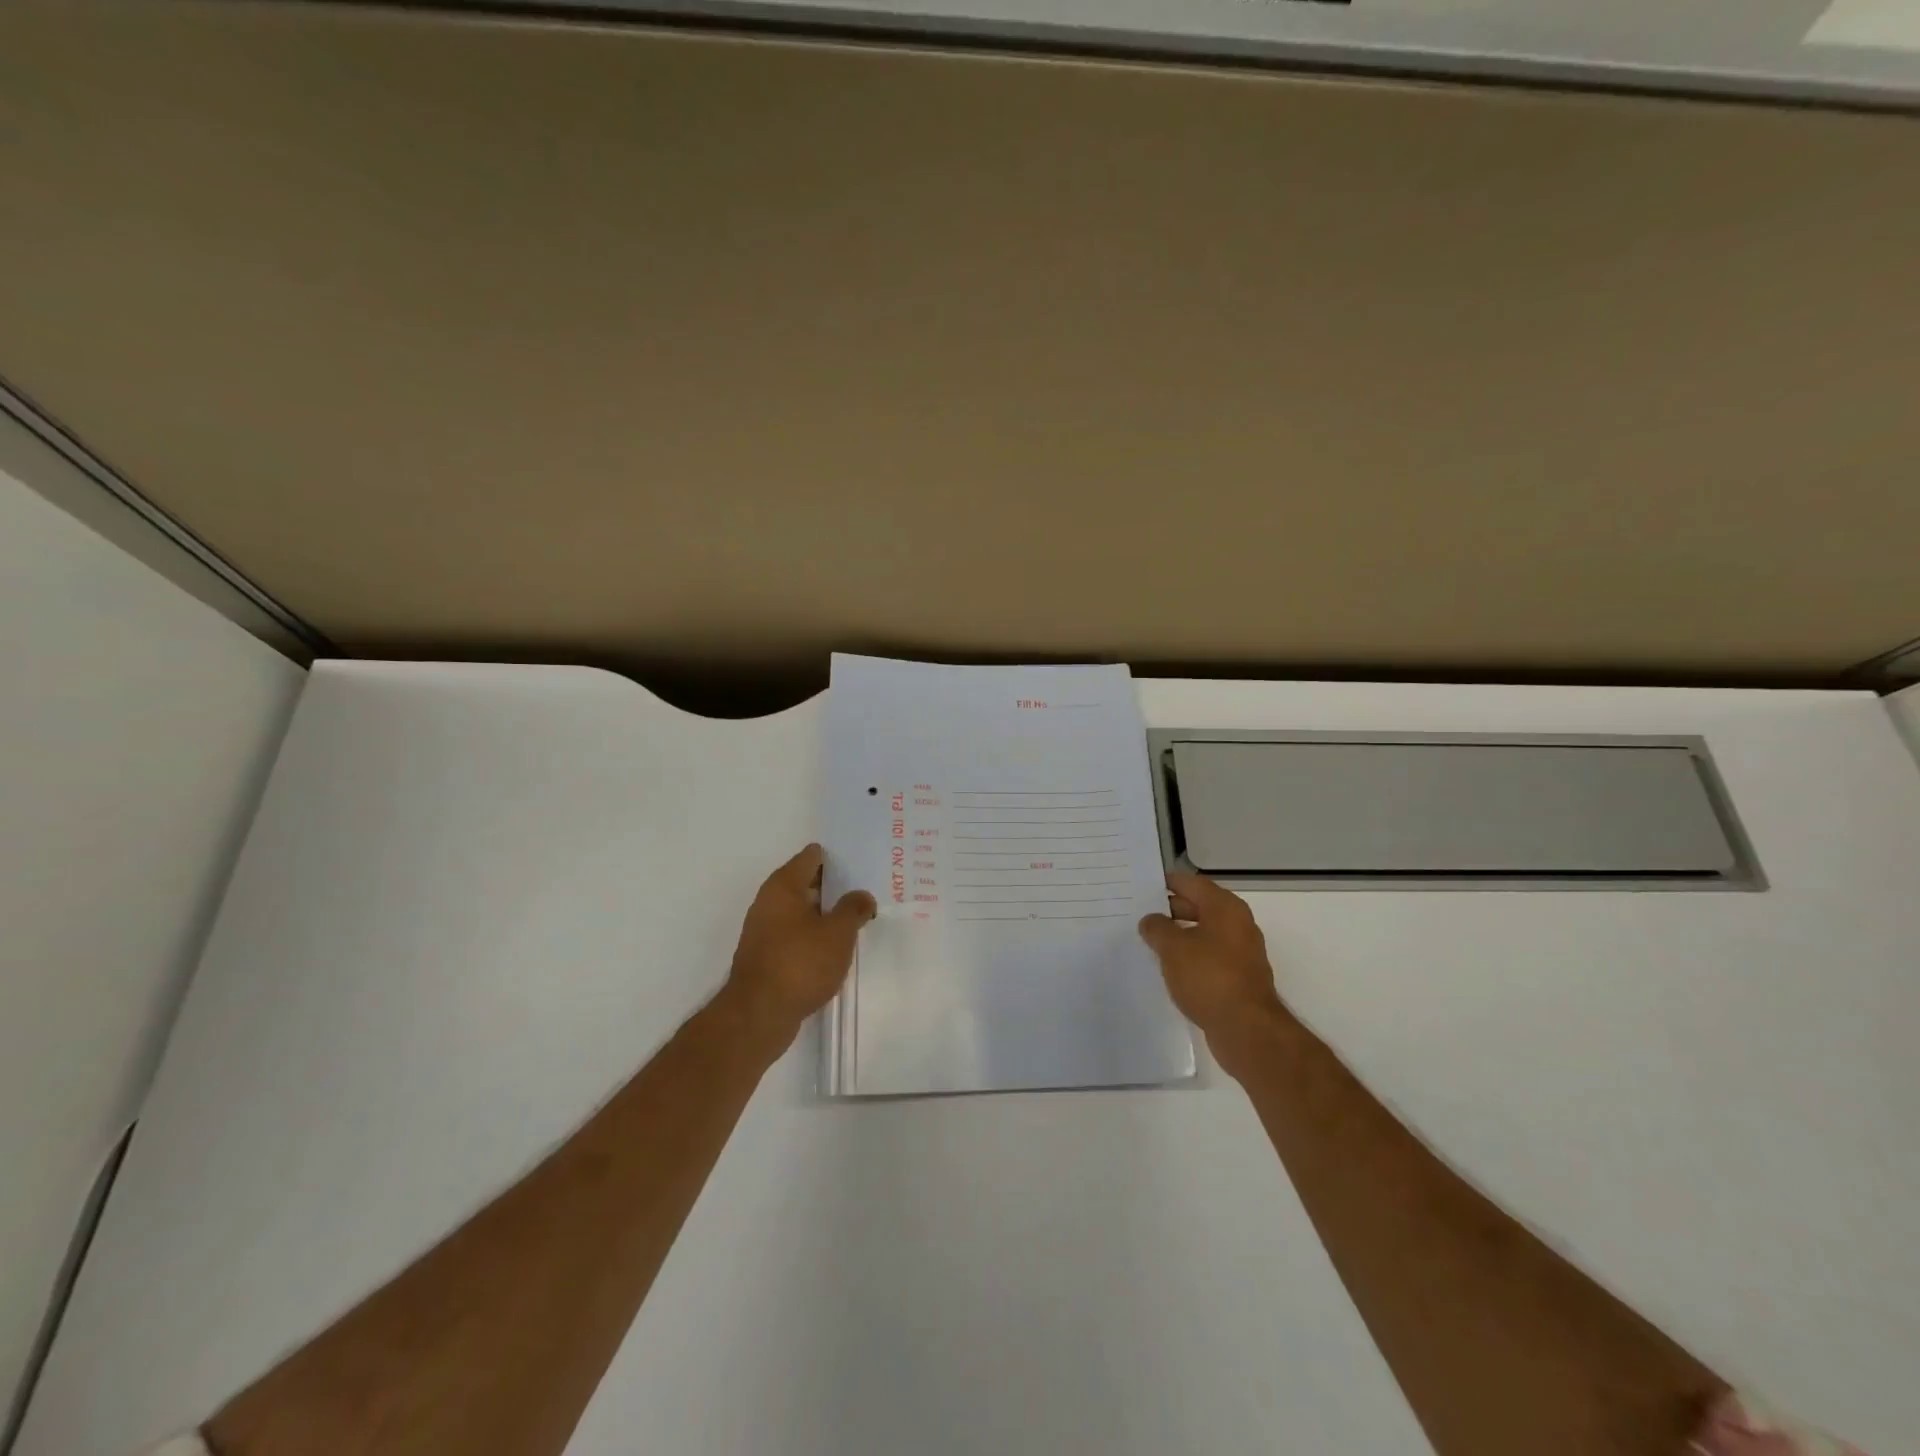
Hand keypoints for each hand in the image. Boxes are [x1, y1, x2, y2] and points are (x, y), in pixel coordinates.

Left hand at [723, 843, 875, 1054]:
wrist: (758, 1016)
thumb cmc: (799, 963)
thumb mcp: (838, 933)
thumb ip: (854, 909)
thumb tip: (862, 897)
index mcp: (783, 886)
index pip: (812, 857)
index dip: (837, 857)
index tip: (862, 862)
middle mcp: (769, 902)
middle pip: (806, 883)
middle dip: (835, 886)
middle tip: (866, 889)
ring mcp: (765, 931)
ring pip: (802, 911)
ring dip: (826, 914)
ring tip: (857, 919)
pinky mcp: (767, 957)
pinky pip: (796, 935)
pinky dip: (815, 936)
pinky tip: (836, 948)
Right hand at [1139, 873, 1291, 1077]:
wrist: (1247, 1029)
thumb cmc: (1209, 977)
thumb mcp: (1173, 948)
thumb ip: (1157, 928)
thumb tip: (1151, 921)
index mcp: (1225, 908)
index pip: (1191, 883)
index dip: (1166, 883)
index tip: (1141, 886)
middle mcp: (1237, 924)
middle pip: (1199, 907)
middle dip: (1170, 910)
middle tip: (1139, 915)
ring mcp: (1241, 952)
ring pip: (1203, 934)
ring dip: (1179, 936)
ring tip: (1149, 942)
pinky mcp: (1238, 977)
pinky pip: (1209, 957)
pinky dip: (1190, 958)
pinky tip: (1169, 969)